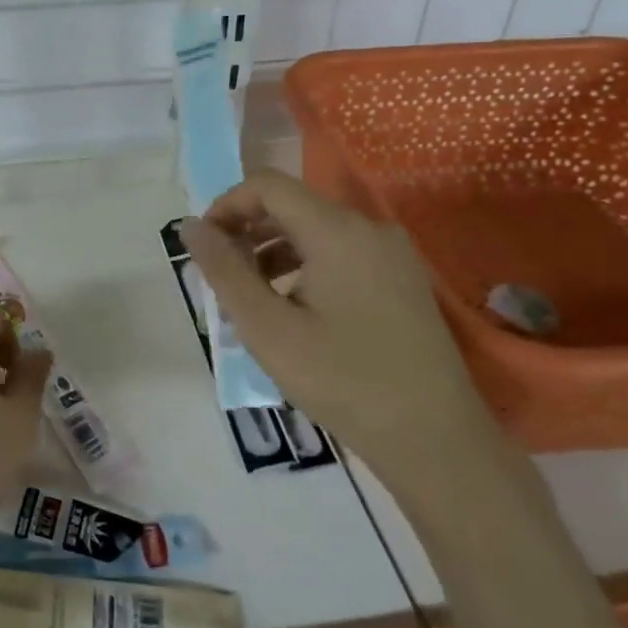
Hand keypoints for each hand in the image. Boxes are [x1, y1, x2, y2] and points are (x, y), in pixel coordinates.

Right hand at [180, 170, 496, 488]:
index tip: (204, 248)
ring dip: (272, 252)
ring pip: (315, 231)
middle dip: (247, 232)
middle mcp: (368, 228)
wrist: (436, 441)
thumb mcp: (268, 328)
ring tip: (249, 299)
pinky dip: (304, 267)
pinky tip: (291, 310)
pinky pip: (340, 254)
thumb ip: (224, 271)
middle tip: (221, 278)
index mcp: (337, 230)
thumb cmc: (342, 382)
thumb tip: (191, 227)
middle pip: (292, 206)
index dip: (227, 206)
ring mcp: (391, 254)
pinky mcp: (401, 280)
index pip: (267, 186)